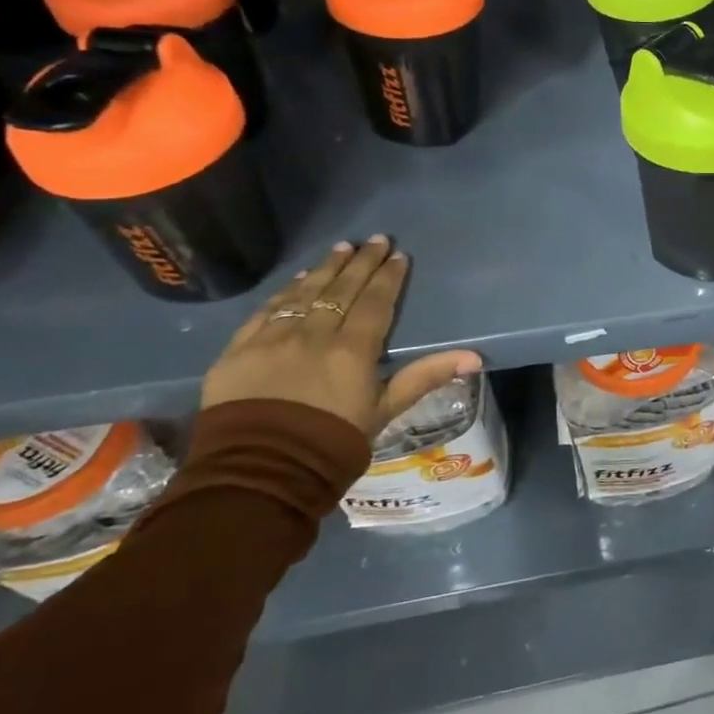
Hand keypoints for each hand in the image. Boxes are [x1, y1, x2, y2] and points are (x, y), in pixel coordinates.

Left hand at [201, 236, 481, 434]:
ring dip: (326, 268)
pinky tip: (298, 280)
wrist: (258, 474)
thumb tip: (474, 356)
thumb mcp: (384, 411)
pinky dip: (286, 292)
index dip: (388, 277)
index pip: (375, 302)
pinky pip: (266, 311)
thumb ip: (425, 377)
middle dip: (361, 262)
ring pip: (304, 293)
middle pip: (341, 289)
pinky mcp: (239, 350)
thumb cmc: (332, 444)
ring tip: (341, 248)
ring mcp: (273, 339)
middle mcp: (314, 335)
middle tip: (375, 239)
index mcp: (352, 350)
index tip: (398, 256)